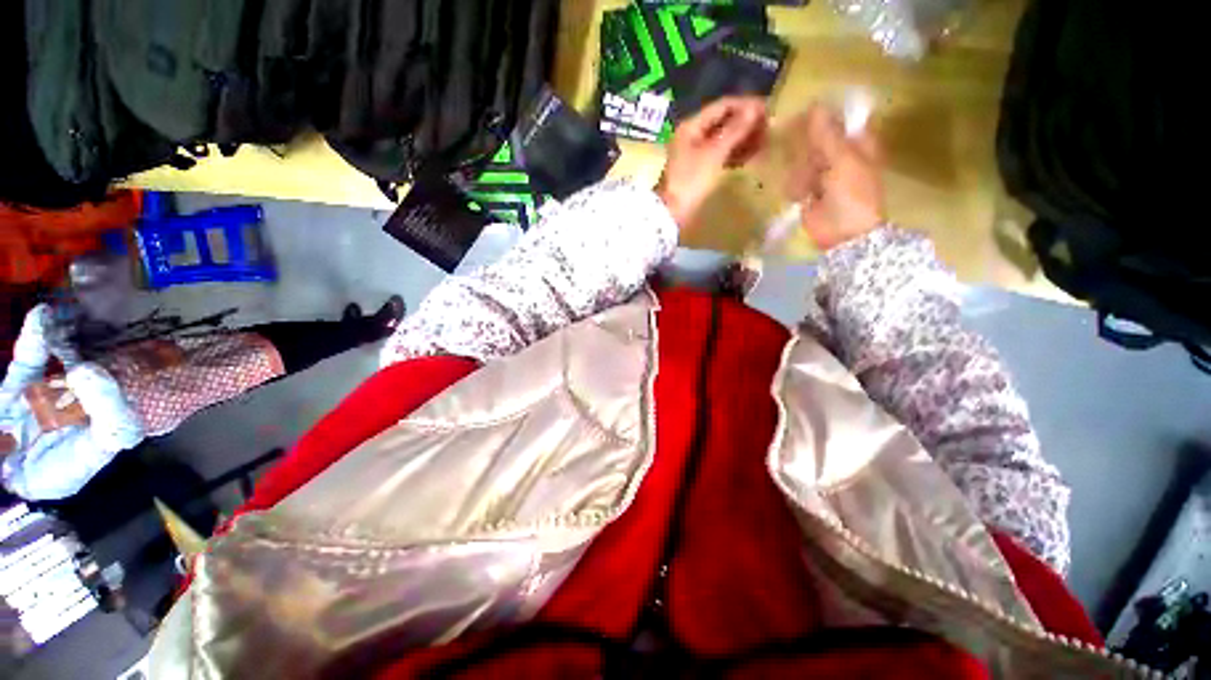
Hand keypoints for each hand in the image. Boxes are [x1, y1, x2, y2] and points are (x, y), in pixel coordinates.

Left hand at [657, 96, 767, 230]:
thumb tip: (755, 108)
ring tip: (764, 144)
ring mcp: (694, 153)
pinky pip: (719, 155)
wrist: (671, 213)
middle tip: (769, 130)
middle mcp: (692, 135)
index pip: (723, 106)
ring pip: (723, 139)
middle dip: (746, 124)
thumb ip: (734, 130)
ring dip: (743, 139)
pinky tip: (749, 158)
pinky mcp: (698, 169)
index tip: (769, 112)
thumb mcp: (713, 154)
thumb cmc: (690, 181)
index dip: (747, 106)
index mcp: (692, 126)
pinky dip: (734, 154)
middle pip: (724, 122)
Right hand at [786, 105, 885, 250]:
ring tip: (810, 189)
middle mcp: (838, 153)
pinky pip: (794, 179)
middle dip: (806, 149)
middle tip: (808, 163)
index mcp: (856, 141)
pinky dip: (795, 187)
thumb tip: (814, 105)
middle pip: (814, 139)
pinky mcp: (806, 190)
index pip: (837, 118)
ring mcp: (821, 173)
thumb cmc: (852, 195)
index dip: (820, 116)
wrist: (843, 234)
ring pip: (801, 159)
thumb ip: (827, 135)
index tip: (801, 119)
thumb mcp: (843, 160)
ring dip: (801, 173)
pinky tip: (802, 196)